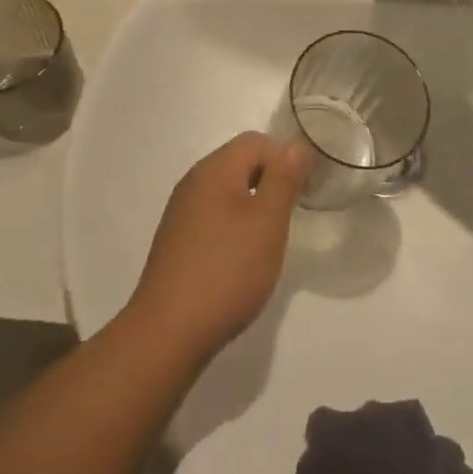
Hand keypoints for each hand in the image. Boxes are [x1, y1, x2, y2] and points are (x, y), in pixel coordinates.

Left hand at [129, 133, 313, 359]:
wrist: (168, 332)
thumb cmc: (227, 270)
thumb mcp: (268, 222)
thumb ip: (284, 178)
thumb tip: (296, 144)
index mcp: (215, 169)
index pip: (257, 142)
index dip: (286, 159)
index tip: (305, 192)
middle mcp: (194, 181)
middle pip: (240, 162)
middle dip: (271, 180)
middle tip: (291, 215)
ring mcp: (181, 211)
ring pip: (227, 190)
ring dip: (253, 204)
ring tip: (269, 239)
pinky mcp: (177, 239)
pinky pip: (213, 214)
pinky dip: (233, 224)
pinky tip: (241, 258)